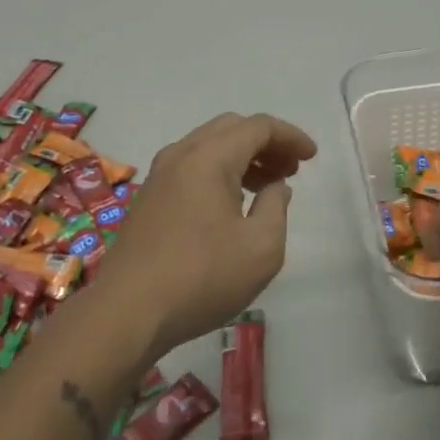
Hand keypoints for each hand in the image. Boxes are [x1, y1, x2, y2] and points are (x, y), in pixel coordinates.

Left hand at [91, 112, 317, 357]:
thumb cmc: (202, 277)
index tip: (312, 156)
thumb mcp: (261, 248)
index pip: (258, 127)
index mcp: (209, 157)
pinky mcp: (149, 199)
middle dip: (266, 143)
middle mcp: (181, 155)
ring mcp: (159, 176)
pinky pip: (192, 166)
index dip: (290, 136)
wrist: (127, 312)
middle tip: (291, 169)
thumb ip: (276, 207)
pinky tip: (233, 202)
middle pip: (231, 128)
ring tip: (268, 185)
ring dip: (243, 156)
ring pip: (209, 146)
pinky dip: (220, 171)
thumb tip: (274, 187)